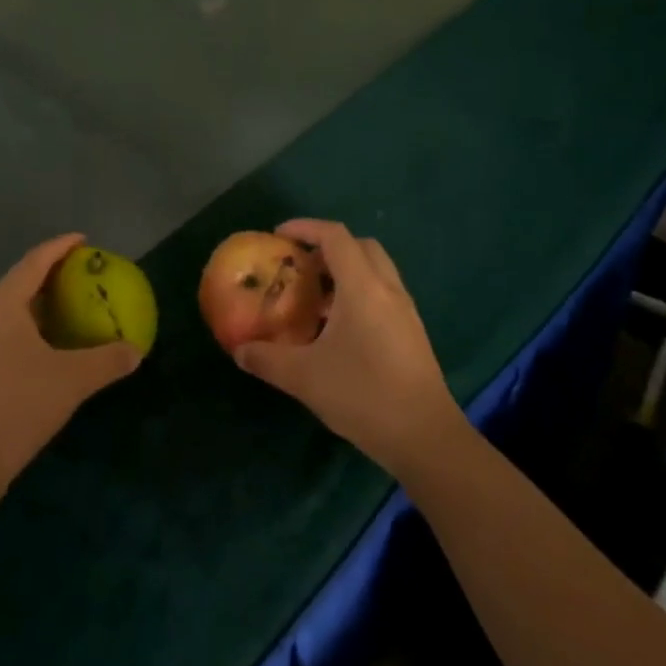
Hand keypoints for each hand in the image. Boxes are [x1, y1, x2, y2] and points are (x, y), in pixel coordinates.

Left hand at [0, 234, 140, 499]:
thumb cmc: (17, 406)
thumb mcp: (71, 381)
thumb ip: (107, 361)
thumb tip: (135, 351)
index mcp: (3, 305)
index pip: (35, 261)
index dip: (61, 247)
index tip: (84, 240)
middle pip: (20, 281)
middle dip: (50, 272)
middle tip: (82, 272)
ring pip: (10, 309)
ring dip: (39, 302)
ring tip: (69, 304)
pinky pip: (5, 332)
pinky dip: (30, 327)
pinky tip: (49, 346)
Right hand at [234, 219, 464, 475]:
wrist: (426, 438)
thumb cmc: (363, 395)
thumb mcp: (303, 377)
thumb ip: (266, 359)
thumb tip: (239, 350)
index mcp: (363, 287)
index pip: (335, 236)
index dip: (306, 227)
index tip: (278, 236)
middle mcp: (388, 289)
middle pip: (360, 246)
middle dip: (327, 247)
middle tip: (300, 266)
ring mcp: (405, 311)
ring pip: (375, 270)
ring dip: (345, 272)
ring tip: (314, 298)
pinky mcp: (412, 333)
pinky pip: (383, 294)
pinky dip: (358, 294)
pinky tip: (338, 329)